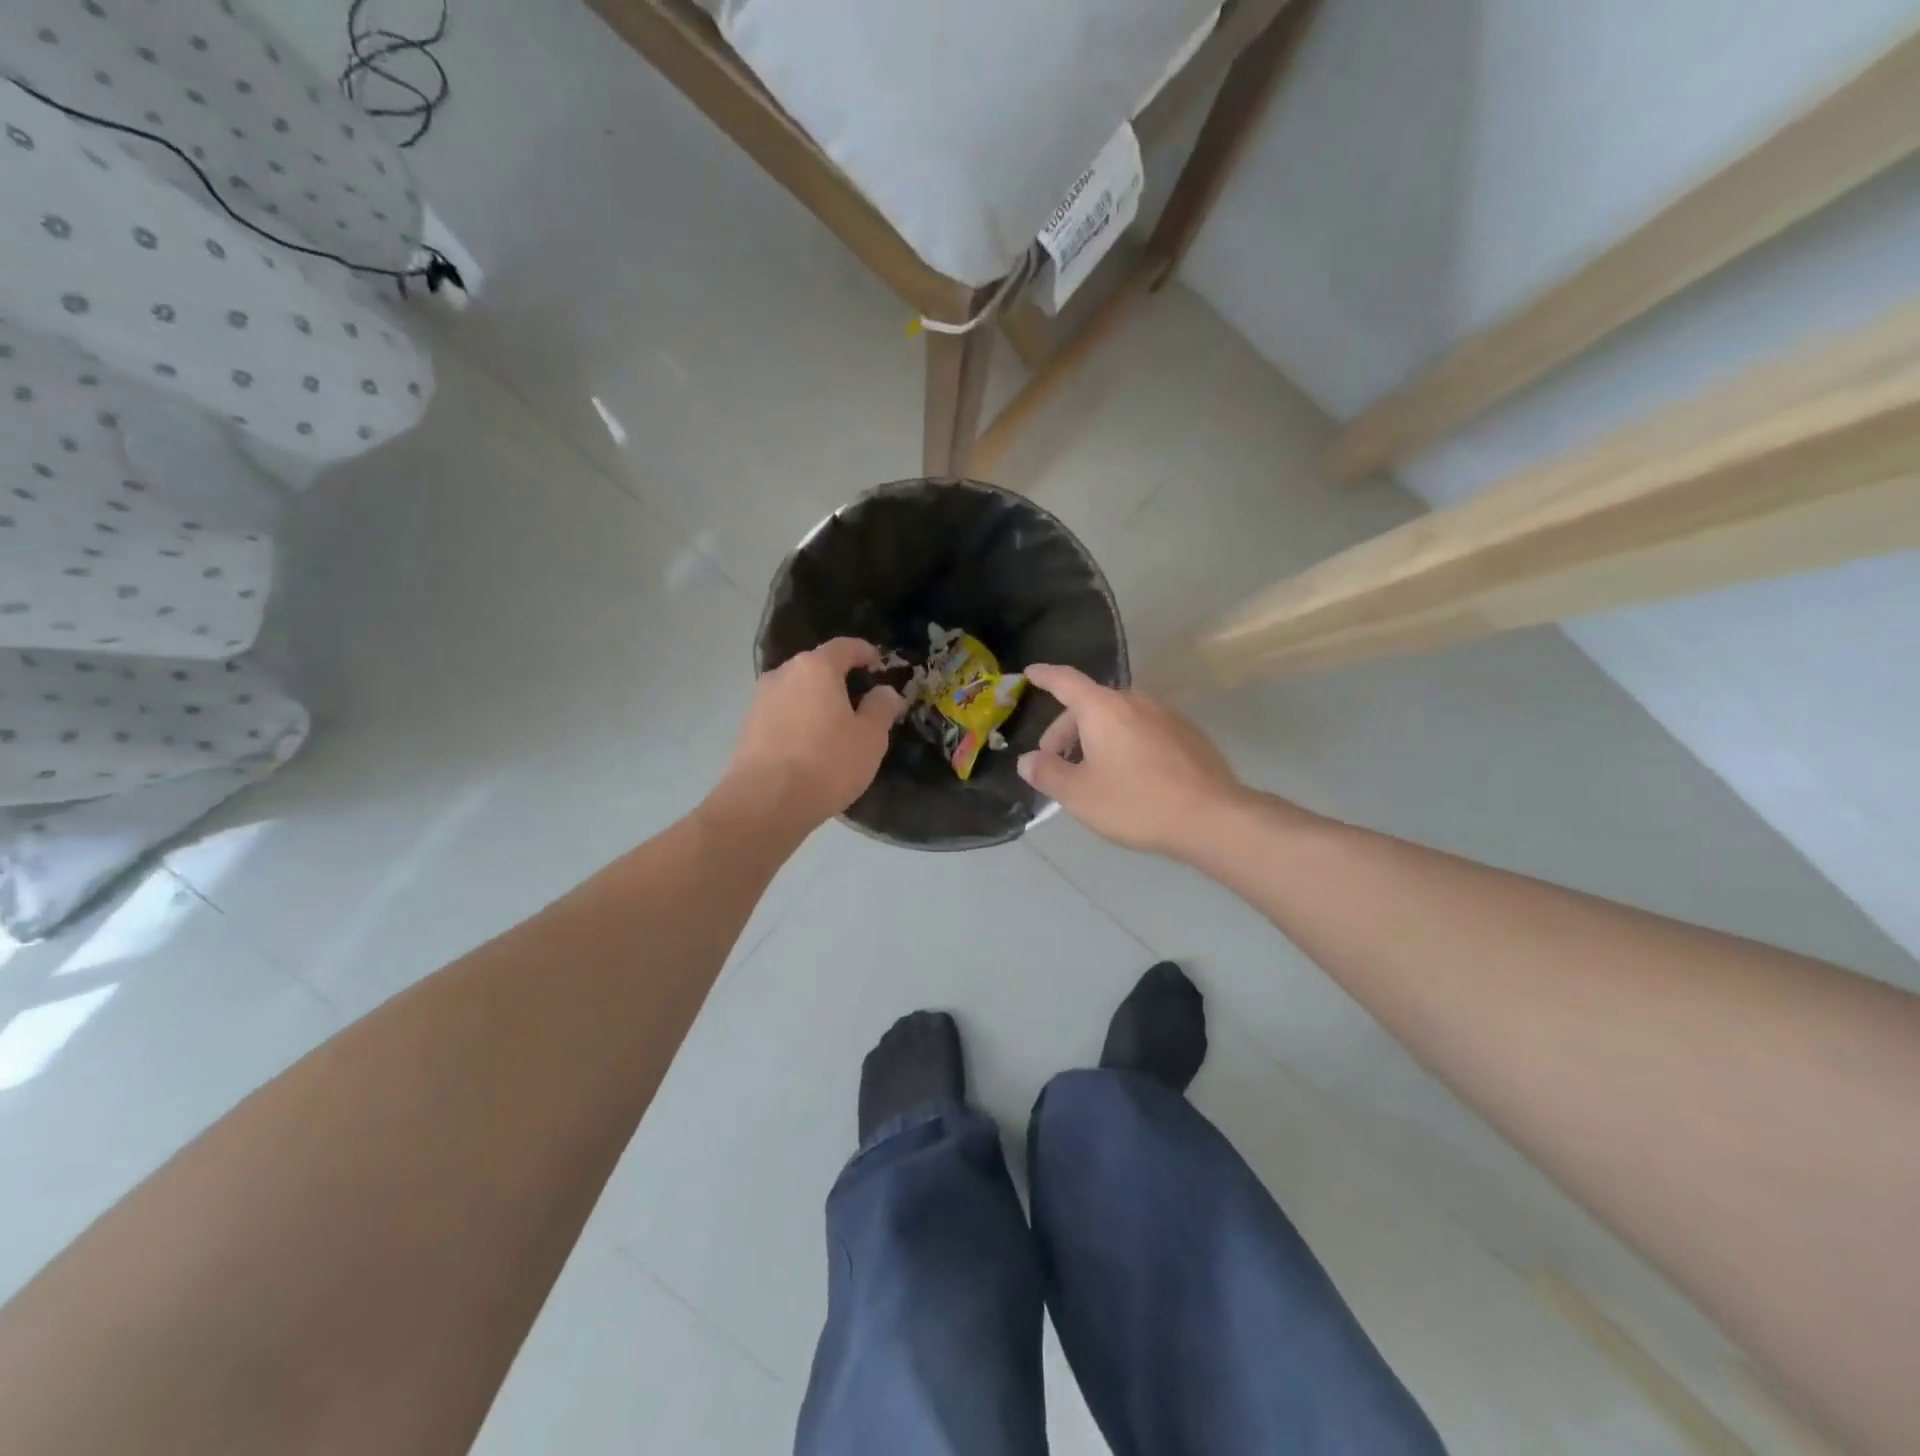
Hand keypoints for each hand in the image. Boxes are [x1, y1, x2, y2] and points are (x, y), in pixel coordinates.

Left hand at [725, 638, 903, 827]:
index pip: (844, 646)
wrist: (765, 802)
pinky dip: (799, 720)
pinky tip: (810, 746)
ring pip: (797, 691)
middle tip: (860, 700)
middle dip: (839, 678)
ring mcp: (760, 699)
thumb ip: (881, 708)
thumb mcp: (870, 738)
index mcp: (816, 668)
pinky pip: (782, 713)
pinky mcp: (747, 727)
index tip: (878, 663)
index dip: (864, 652)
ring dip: (816, 701)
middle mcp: (783, 674)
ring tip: (835, 727)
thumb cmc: (827, 763)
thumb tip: (884, 691)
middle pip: (816, 667)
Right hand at [1017, 664, 1243, 857]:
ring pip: (1118, 719)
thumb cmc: (1136, 802)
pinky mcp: (1189, 735)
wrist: (1212, 817)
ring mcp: (1166, 716)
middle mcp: (1135, 701)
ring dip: (1097, 738)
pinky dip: (1126, 744)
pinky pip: (1144, 730)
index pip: (1065, 681)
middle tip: (1055, 762)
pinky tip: (1130, 777)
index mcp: (1103, 708)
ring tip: (1092, 772)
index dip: (1045, 676)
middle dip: (1067, 730)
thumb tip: (1027, 760)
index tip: (1030, 672)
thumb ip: (1047, 773)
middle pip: (1091, 705)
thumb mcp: (1079, 795)